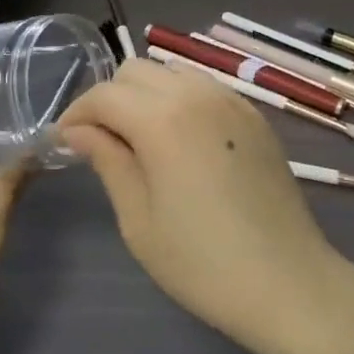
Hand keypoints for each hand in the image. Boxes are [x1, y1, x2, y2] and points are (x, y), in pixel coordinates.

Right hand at [59, 59, 353, 353]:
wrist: (289, 283)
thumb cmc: (203, 263)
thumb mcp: (138, 220)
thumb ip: (108, 161)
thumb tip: (78, 131)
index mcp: (162, 119)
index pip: (104, 95)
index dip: (76, 114)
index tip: (64, 142)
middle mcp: (197, 94)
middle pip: (136, 70)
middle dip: (110, 98)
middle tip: (102, 141)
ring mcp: (231, 100)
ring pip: (172, 71)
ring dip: (146, 93)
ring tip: (140, 138)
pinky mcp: (254, 115)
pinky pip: (204, 87)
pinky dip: (180, 98)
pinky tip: (181, 140)